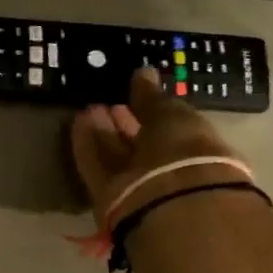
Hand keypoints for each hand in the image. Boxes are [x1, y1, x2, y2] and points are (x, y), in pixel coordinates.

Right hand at [71, 66, 243, 222]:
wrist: (171, 200)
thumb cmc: (184, 149)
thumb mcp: (172, 114)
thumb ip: (152, 97)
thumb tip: (143, 72)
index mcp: (194, 149)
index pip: (169, 127)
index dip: (150, 111)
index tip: (133, 92)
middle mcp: (166, 170)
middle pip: (140, 145)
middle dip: (125, 123)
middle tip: (109, 102)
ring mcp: (137, 185)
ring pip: (117, 156)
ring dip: (103, 132)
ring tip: (89, 108)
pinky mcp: (109, 197)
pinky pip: (97, 166)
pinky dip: (87, 145)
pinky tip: (78, 122)